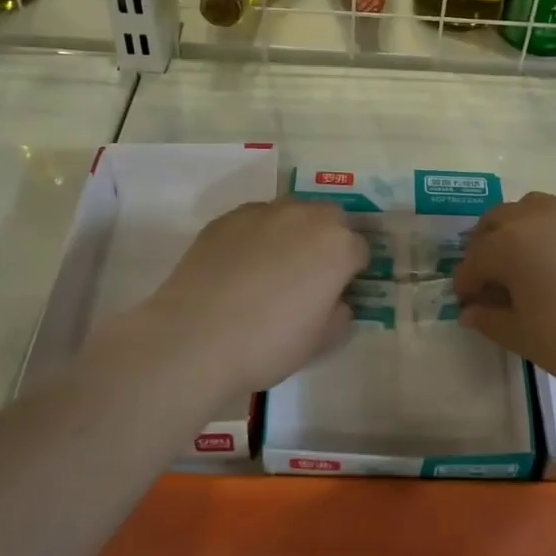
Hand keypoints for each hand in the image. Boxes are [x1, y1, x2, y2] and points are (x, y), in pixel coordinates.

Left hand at [118, 200, 366, 405]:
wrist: (195, 337)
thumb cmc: (268, 343)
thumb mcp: (321, 341)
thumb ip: (340, 314)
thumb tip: (336, 301)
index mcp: (338, 245)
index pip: (360, 250)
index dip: (352, 273)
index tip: (338, 294)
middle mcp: (305, 216)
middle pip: (330, 220)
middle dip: (327, 242)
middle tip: (310, 277)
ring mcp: (263, 212)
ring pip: (291, 214)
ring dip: (292, 233)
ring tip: (272, 269)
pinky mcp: (226, 218)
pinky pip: (254, 222)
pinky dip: (256, 237)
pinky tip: (240, 268)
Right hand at [454, 193, 555, 406]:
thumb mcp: (523, 336)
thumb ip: (490, 319)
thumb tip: (469, 311)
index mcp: (509, 244)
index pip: (474, 260)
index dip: (466, 284)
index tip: (467, 305)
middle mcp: (535, 219)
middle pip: (496, 221)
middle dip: (484, 248)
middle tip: (488, 281)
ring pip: (528, 209)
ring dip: (514, 230)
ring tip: (520, 264)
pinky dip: (545, 232)